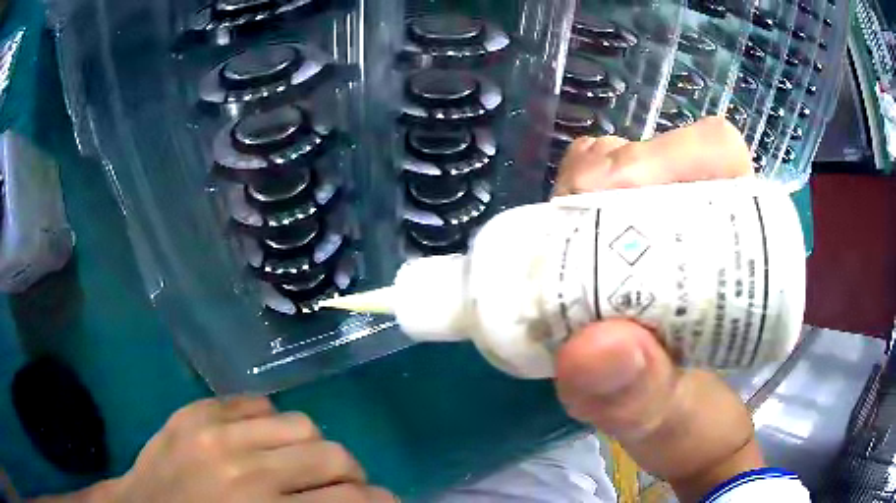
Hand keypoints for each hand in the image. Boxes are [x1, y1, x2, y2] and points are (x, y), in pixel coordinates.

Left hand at [39, 397, 394, 502]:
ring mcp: (214, 432)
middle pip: (332, 455)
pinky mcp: (193, 411)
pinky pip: (255, 402)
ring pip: (301, 423)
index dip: (379, 502)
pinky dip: (271, 422)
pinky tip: (264, 440)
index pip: (349, 501)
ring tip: (301, 462)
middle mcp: (244, 469)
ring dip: (312, 446)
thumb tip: (355, 502)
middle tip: (343, 487)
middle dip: (351, 475)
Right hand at [552, 118, 764, 500]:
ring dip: (579, 187)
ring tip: (560, 239)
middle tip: (571, 221)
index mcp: (736, 248)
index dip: (671, 154)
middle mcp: (699, 221)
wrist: (665, 431)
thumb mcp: (666, 421)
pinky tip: (556, 243)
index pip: (717, 155)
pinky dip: (564, 204)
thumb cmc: (685, 423)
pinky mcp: (621, 238)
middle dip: (607, 172)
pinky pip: (588, 192)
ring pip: (616, 165)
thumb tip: (592, 346)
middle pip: (655, 151)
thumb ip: (642, 396)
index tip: (612, 194)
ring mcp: (657, 224)